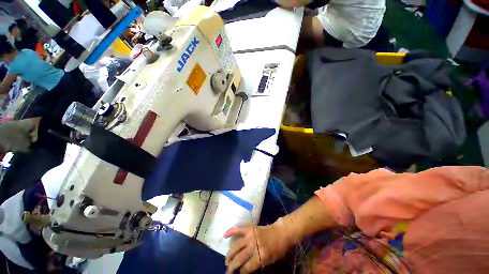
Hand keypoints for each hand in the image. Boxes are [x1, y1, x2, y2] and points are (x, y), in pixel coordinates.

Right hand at [224, 220, 293, 273]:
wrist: (280, 232)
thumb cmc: (277, 248)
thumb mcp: (270, 261)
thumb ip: (257, 264)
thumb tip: (244, 268)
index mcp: (261, 255)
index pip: (247, 267)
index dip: (241, 272)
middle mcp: (254, 245)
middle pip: (239, 257)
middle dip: (232, 266)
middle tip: (227, 271)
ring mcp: (251, 235)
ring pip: (236, 246)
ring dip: (230, 254)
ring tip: (227, 260)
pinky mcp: (250, 228)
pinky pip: (238, 229)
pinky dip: (231, 231)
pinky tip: (224, 236)